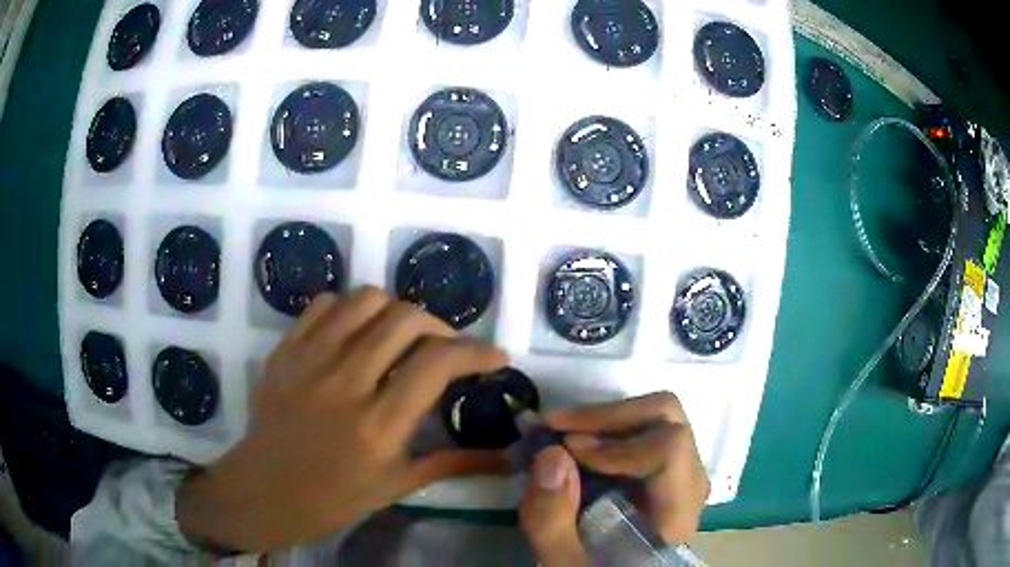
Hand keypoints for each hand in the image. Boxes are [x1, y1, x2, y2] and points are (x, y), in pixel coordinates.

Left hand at [176, 287, 508, 551]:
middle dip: (440, 326)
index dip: (476, 351)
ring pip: (366, 300)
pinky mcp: (286, 349)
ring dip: (397, 310)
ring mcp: (309, 360)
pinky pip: (325, 303)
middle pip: (405, 319)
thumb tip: (507, 457)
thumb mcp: (398, 484)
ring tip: (402, 334)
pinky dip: (351, 309)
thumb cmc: (335, 497)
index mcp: (378, 426)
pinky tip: (357, 332)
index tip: (494, 357)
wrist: (265, 489)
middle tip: (445, 348)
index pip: (437, 363)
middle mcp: (344, 383)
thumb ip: (454, 463)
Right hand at [519, 392, 708, 564]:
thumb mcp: (566, 565)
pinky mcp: (661, 470)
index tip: (566, 450)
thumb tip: (550, 454)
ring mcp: (678, 472)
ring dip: (602, 421)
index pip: (670, 448)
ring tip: (558, 435)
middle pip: (666, 418)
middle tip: (557, 429)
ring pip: (655, 417)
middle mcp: (688, 483)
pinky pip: (643, 430)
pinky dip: (605, 430)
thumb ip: (552, 523)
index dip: (616, 443)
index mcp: (676, 513)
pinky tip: (572, 447)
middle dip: (606, 417)